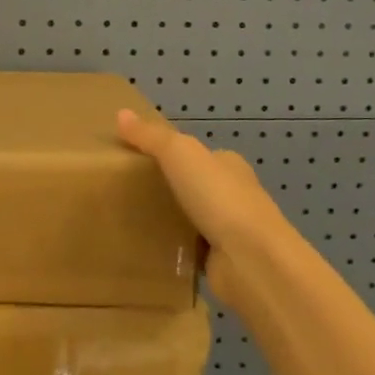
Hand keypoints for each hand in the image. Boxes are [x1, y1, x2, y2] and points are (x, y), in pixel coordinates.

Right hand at [117, 108, 288, 306]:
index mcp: (228, 165)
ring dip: (166, 220)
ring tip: (126, 218)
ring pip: (189, 219)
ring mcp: (228, 230)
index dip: (168, 153)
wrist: (252, 261)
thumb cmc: (219, 198)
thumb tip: (121, 113)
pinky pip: (188, 250)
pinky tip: (145, 248)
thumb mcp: (180, 154)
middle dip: (164, 188)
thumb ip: (151, 137)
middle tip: (123, 190)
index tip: (134, 159)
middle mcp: (232, 195)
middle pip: (191, 186)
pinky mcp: (219, 261)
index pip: (196, 154)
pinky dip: (171, 250)